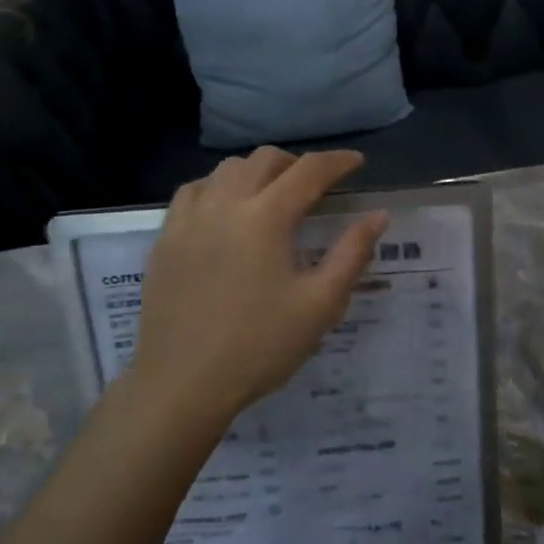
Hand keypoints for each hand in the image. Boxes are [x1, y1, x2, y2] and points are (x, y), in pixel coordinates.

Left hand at [128, 148, 386, 420]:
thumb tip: (378, 216)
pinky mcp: (165, 239)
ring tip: (272, 193)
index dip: (337, 161)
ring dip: (256, 171)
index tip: (357, 163)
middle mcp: (225, 204)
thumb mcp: (320, 305)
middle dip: (297, 163)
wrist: (182, 384)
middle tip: (317, 184)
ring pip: (226, 169)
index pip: (308, 171)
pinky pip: (194, 191)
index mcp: (266, 217)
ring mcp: (189, 220)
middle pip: (264, 160)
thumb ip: (352, 254)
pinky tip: (225, 209)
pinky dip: (218, 186)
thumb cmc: (259, 346)